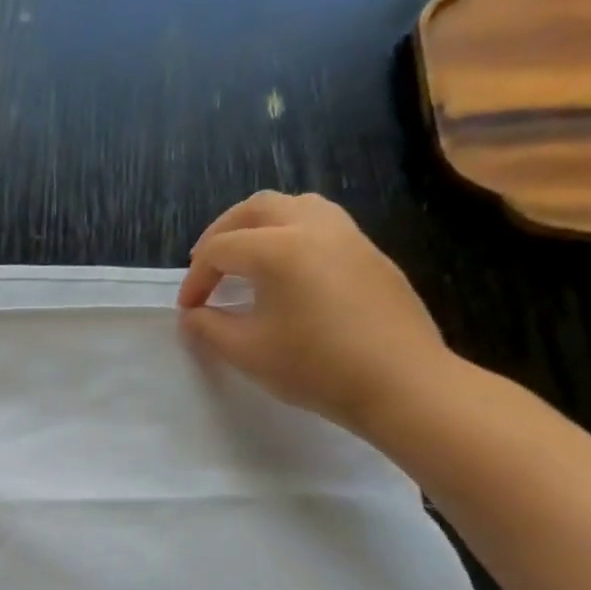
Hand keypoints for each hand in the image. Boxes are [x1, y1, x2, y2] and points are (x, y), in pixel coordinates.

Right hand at [178, 191, 450, 436]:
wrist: (401, 383)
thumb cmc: (315, 367)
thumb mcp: (246, 352)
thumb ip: (209, 327)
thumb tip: (195, 314)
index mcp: (278, 249)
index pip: (219, 250)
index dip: (195, 279)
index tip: (189, 310)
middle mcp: (313, 228)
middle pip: (256, 208)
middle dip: (221, 233)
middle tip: (206, 266)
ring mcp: (348, 236)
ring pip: (295, 206)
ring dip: (260, 226)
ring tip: (245, 258)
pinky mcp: (370, 253)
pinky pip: (322, 224)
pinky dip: (291, 235)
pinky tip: (286, 273)